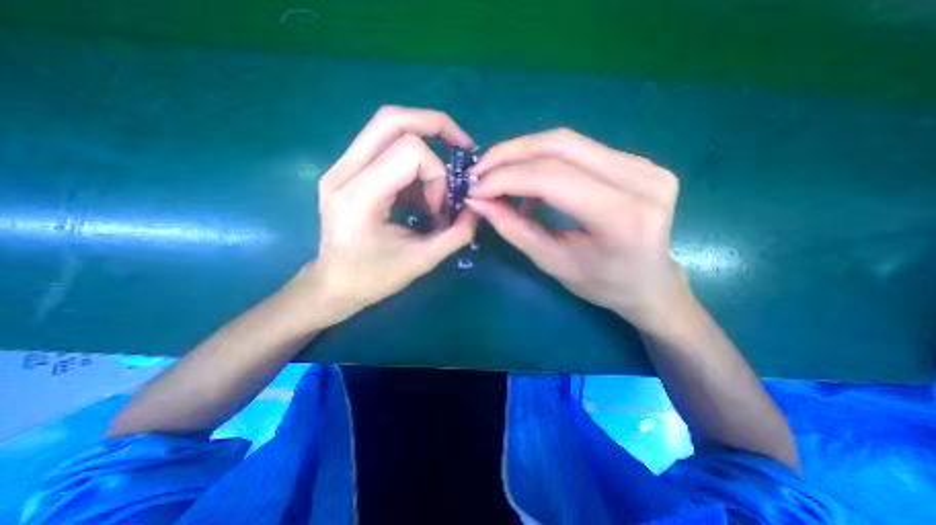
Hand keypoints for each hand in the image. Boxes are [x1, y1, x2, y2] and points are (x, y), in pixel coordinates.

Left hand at [295, 107, 478, 324]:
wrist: (333, 285)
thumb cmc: (373, 278)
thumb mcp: (422, 261)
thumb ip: (457, 234)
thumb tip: (477, 209)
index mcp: (359, 197)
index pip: (409, 151)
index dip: (437, 174)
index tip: (440, 207)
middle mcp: (343, 172)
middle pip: (392, 119)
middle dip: (435, 126)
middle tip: (461, 147)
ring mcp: (340, 168)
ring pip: (387, 127)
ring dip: (424, 148)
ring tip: (437, 185)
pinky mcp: (345, 171)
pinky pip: (384, 147)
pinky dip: (411, 163)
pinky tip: (419, 192)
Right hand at [467, 127, 685, 330]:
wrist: (650, 283)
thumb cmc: (603, 285)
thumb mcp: (553, 263)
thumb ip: (514, 228)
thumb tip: (478, 201)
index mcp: (623, 216)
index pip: (552, 178)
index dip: (505, 178)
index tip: (474, 189)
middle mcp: (641, 180)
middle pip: (560, 145)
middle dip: (509, 155)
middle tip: (479, 172)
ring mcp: (644, 164)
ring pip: (568, 141)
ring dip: (523, 154)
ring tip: (498, 176)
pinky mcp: (638, 160)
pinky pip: (579, 149)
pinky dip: (543, 159)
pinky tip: (530, 180)